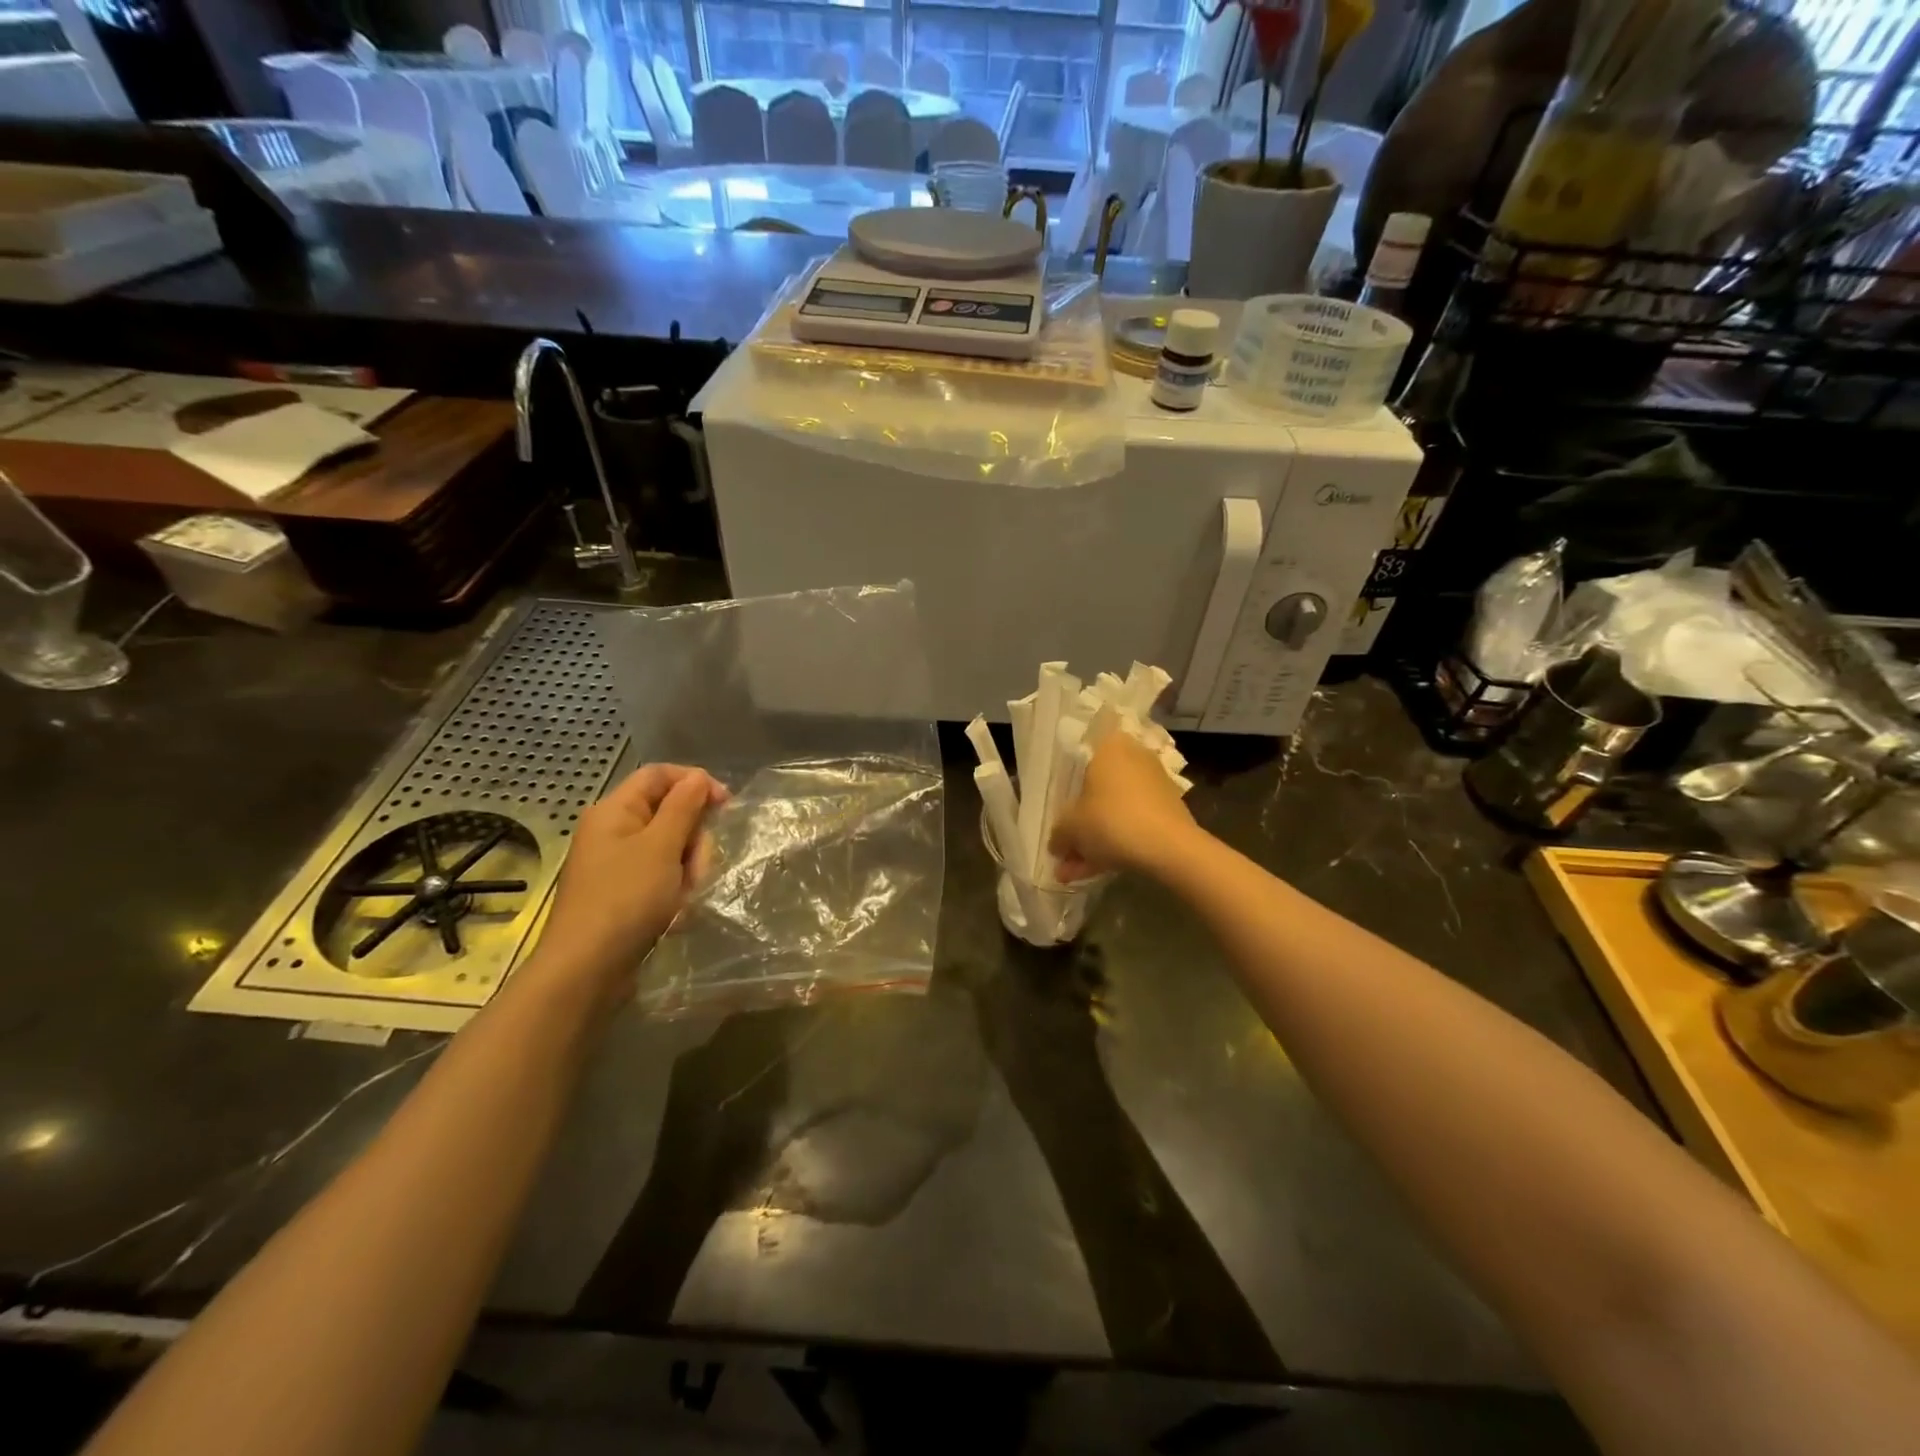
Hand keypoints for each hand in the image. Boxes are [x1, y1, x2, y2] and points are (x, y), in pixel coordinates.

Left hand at [533, 763, 726, 996]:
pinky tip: (676, 913)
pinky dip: (675, 891)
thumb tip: (698, 777)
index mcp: (615, 811)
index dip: (695, 782)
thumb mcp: (661, 847)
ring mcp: (618, 864)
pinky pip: (662, 877)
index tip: (726, 805)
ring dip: (688, 870)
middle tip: (699, 868)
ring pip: (671, 849)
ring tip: (685, 898)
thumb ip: (684, 807)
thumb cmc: (625, 899)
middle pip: (670, 814)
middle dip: (694, 839)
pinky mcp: (625, 893)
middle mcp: (613, 831)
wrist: (586, 969)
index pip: (660, 775)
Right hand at [1049, 732, 1199, 880]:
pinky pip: (1132, 821)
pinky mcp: (1168, 809)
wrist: (1170, 848)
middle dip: (1079, 825)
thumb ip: (1058, 833)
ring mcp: (1153, 783)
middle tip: (1064, 851)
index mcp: (1109, 747)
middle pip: (1096, 790)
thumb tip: (1057, 843)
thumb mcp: (1071, 828)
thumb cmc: (1111, 821)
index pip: (1079, 757)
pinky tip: (1096, 871)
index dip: (1065, 787)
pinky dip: (1115, 842)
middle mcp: (1133, 757)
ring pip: (1114, 810)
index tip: (1058, 812)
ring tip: (1073, 872)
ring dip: (1094, 840)